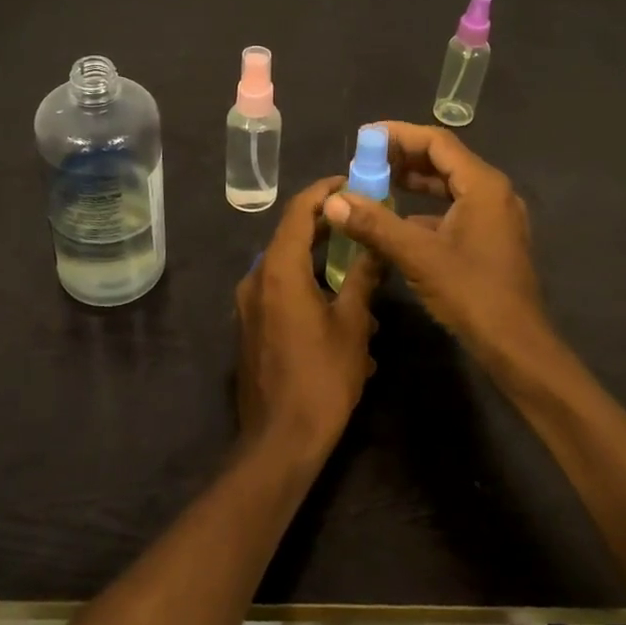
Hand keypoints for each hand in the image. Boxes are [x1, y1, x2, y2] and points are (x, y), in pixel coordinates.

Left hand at [236, 177, 380, 464]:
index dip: (324, 190)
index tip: (351, 181)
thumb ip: (363, 277)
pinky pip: (281, 291)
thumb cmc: (321, 379)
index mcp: (278, 269)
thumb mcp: (352, 324)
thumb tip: (376, 244)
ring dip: (321, 263)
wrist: (279, 443)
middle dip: (327, 225)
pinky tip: (341, 311)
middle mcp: (256, 278)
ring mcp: (249, 304)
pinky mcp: (251, 326)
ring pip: (288, 266)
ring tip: (360, 274)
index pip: (299, 210)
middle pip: (291, 236)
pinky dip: (308, 287)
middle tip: (362, 220)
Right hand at [322, 123, 549, 360]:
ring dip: (413, 183)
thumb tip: (333, 200)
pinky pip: (454, 209)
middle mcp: (493, 193)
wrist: (517, 347)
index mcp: (483, 185)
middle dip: (403, 158)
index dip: (399, 135)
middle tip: (364, 161)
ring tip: (375, 185)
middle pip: (444, 160)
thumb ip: (375, 224)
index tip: (365, 137)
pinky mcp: (491, 239)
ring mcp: (495, 217)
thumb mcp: (418, 256)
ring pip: (449, 186)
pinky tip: (398, 222)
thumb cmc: (472, 294)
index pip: (437, 142)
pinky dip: (425, 208)